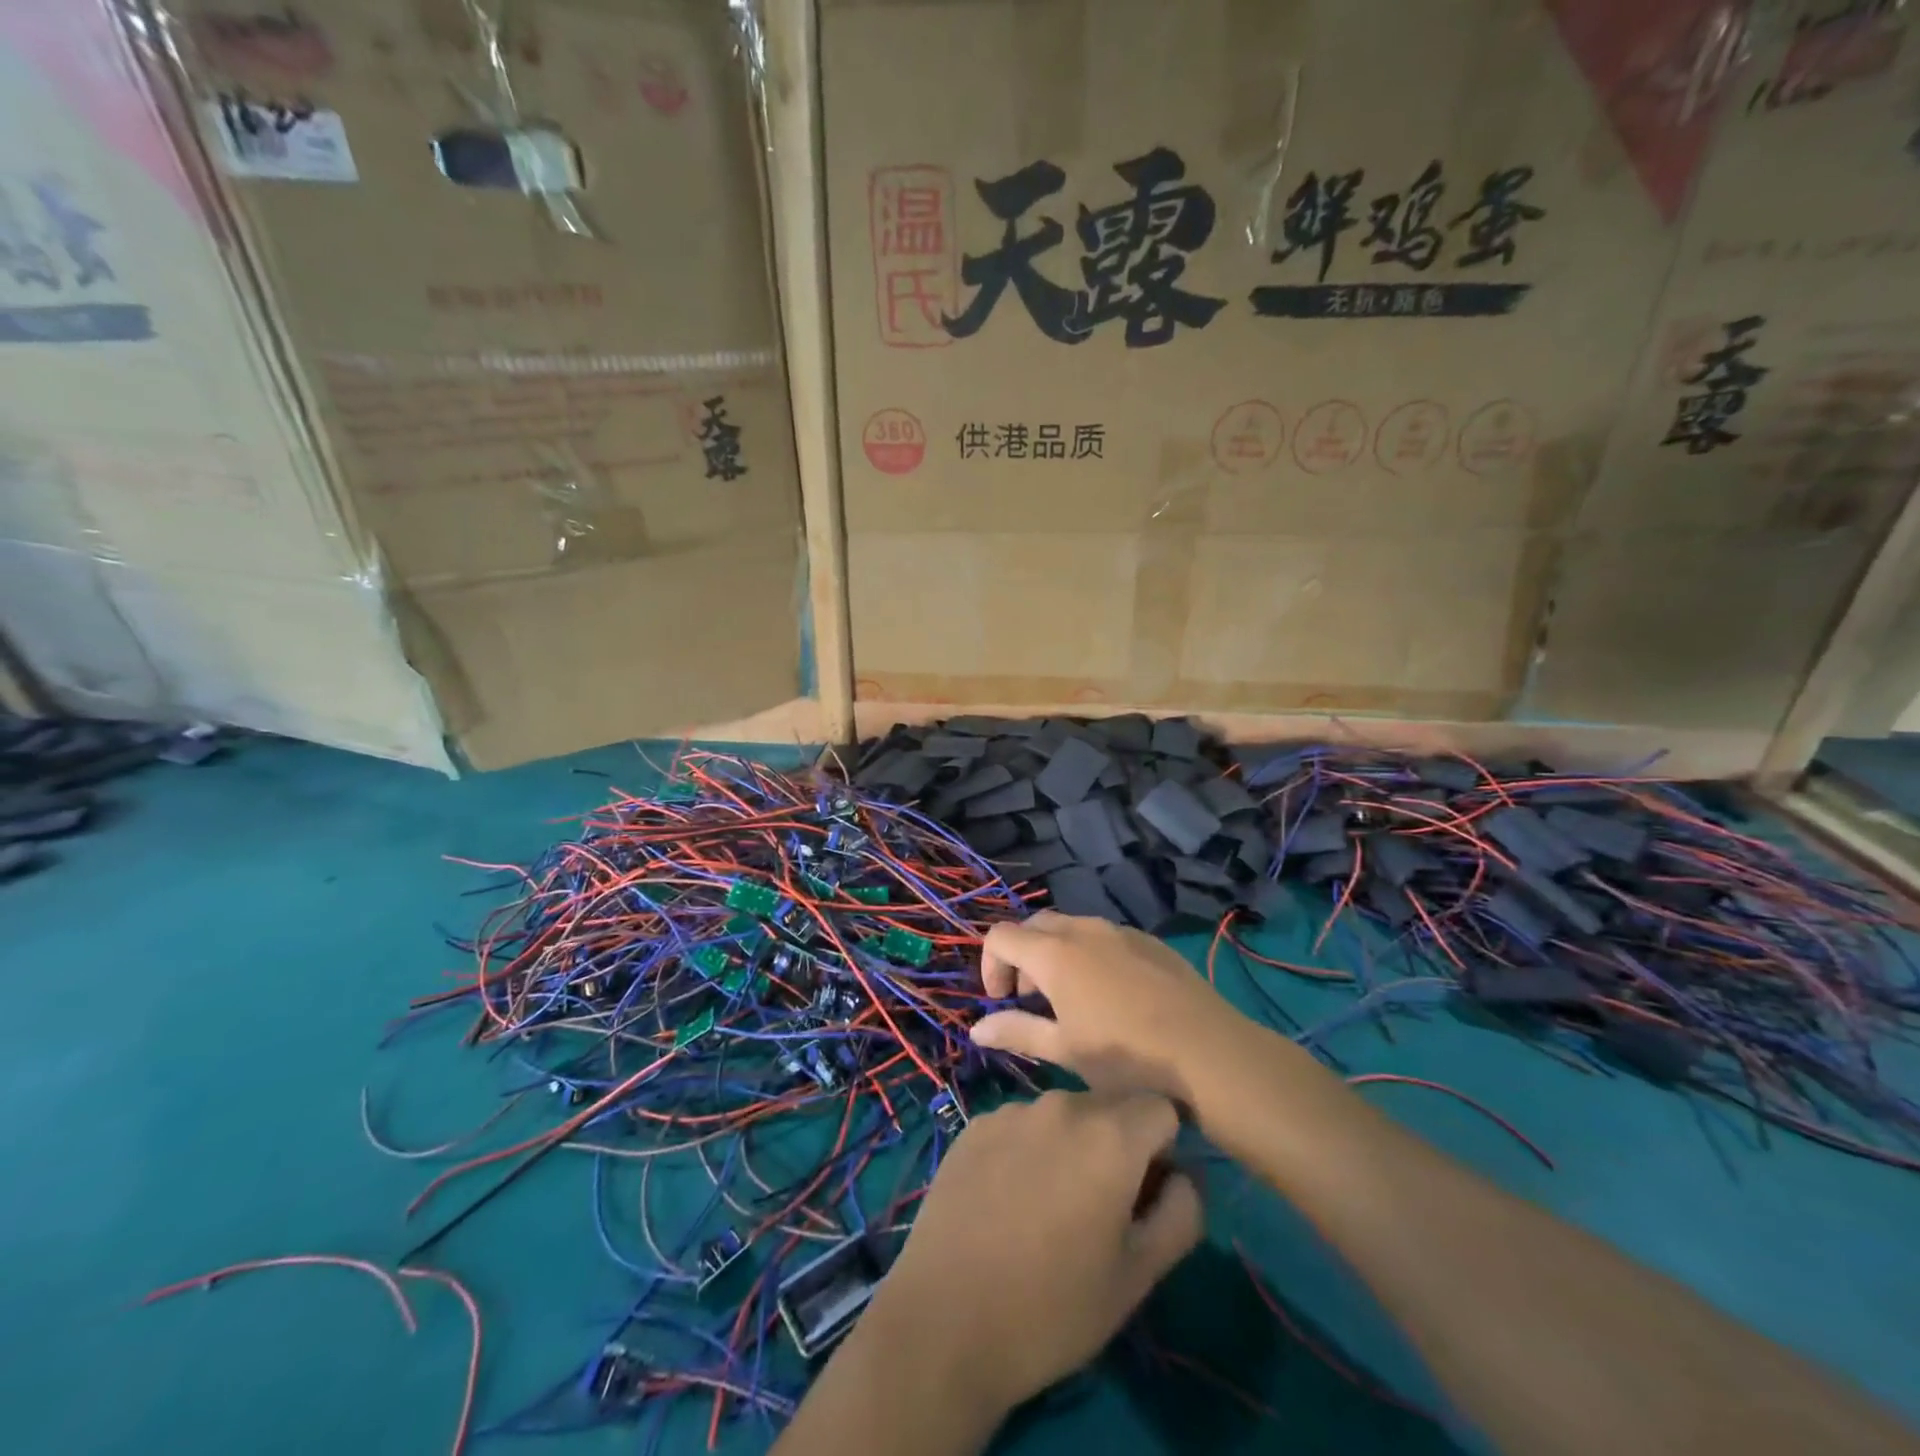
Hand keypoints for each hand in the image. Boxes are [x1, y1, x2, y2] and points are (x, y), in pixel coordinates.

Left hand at [862, 1090, 1201, 1413]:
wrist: (944, 1321)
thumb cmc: (1052, 1308)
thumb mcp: (1138, 1277)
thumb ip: (1180, 1215)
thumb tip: (1185, 1177)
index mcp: (1110, 1135)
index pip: (1161, 1109)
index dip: (1164, 1149)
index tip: (1148, 1193)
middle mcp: (1061, 1104)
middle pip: (1111, 1107)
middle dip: (1119, 1145)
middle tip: (1101, 1208)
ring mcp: (1012, 1110)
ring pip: (1064, 1115)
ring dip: (1072, 1146)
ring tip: (1049, 1208)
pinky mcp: (974, 1124)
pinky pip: (1022, 1124)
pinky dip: (1029, 1150)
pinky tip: (1008, 1201)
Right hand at [970, 911, 1249, 1103]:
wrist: (1209, 1053)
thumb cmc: (1127, 1057)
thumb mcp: (1064, 1050)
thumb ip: (1016, 1032)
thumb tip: (976, 1029)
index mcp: (1054, 953)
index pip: (1001, 936)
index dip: (990, 965)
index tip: (1002, 1001)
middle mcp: (1083, 929)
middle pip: (1034, 926)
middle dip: (1022, 957)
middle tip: (1030, 1000)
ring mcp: (1119, 931)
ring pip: (1071, 927)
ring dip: (1055, 954)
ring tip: (1069, 999)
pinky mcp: (1148, 941)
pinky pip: (1104, 936)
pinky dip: (1089, 954)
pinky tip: (1110, 995)